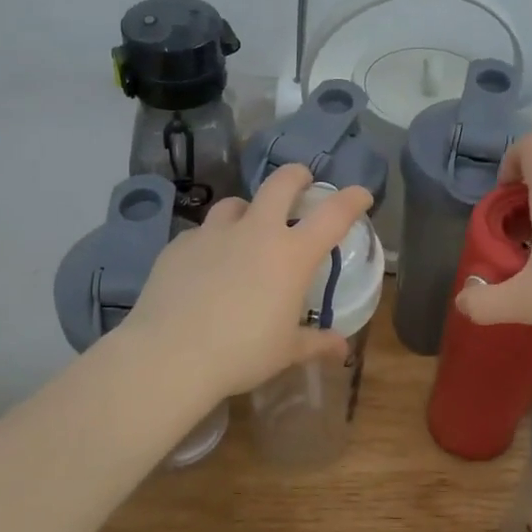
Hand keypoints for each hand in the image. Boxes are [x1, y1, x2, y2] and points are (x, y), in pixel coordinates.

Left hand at [122, 165, 373, 399]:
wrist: (170, 355)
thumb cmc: (242, 353)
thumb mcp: (286, 351)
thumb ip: (316, 343)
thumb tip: (341, 348)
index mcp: (291, 254)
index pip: (333, 214)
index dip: (352, 199)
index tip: (361, 195)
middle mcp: (255, 232)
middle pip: (280, 183)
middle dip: (296, 176)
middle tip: (302, 182)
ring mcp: (213, 233)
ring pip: (235, 203)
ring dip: (248, 210)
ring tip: (247, 228)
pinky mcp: (179, 244)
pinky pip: (202, 233)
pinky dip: (212, 241)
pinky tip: (206, 265)